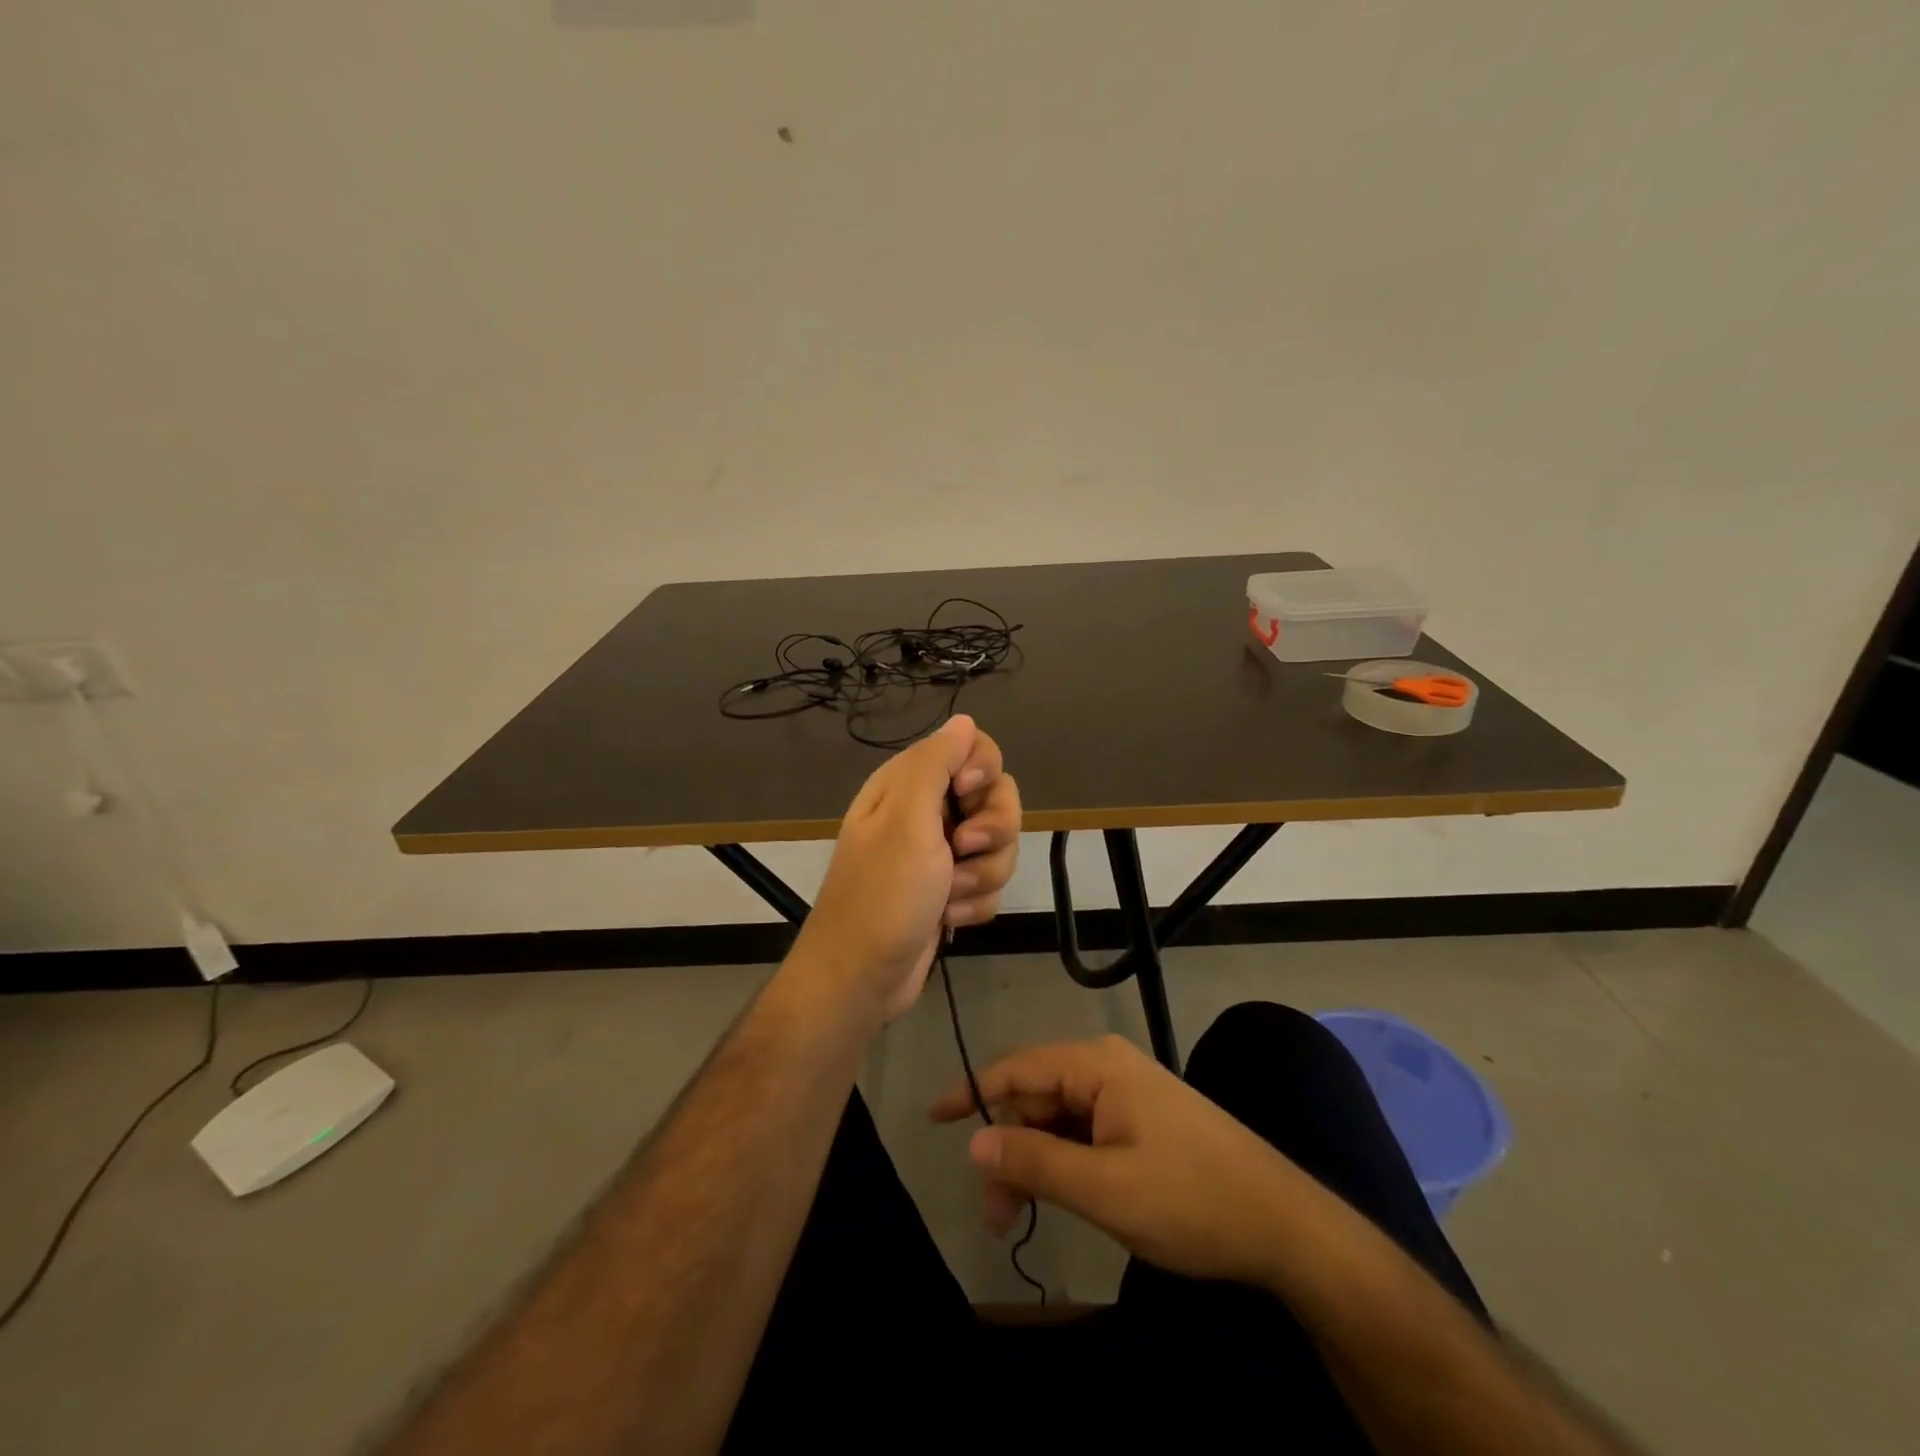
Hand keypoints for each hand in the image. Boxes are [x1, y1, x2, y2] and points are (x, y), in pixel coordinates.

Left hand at [794, 715, 1020, 1022]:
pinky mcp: (952, 890)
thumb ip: (935, 762)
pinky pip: (990, 883)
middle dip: (992, 831)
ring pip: (1000, 845)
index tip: (968, 795)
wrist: (862, 978)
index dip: (982, 770)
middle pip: (997, 797)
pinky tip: (947, 918)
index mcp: (910, 784)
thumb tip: (963, 719)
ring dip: (981, 876)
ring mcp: (942, 854)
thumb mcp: (906, 819)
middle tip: (962, 850)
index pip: (972, 748)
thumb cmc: (882, 894)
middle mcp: (927, 812)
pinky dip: (974, 903)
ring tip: (947, 897)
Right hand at [931, 1034, 1299, 1284]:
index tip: (933, 1118)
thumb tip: (975, 1139)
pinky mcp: (1142, 1120)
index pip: (1017, 1068)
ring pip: (1058, 1118)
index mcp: (1097, 1066)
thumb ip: (1035, 1161)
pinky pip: (1085, 1131)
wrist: (1284, 1225)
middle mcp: (1108, 1067)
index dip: (972, 1092)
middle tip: (994, 1213)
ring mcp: (1128, 1093)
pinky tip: (1056, 1198)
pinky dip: (1062, 1164)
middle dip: (1008, 1147)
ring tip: (1017, 1217)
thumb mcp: (1105, 1188)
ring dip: (1033, 1162)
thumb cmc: (1190, 1200)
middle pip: (1036, 1097)